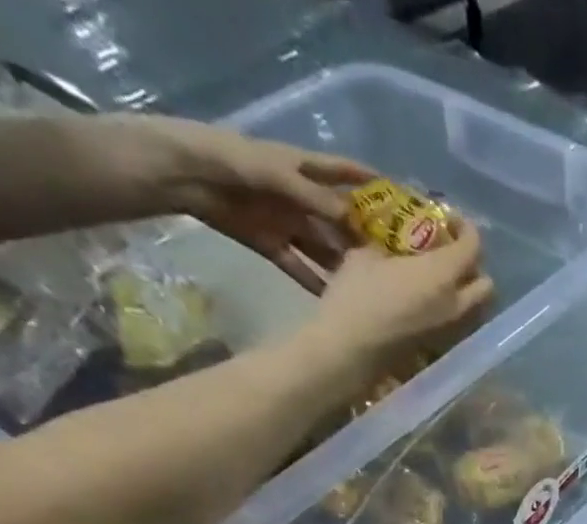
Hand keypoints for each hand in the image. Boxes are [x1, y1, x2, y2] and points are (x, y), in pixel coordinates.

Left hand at [126, 117, 373, 291]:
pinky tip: (338, 301)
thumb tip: (355, 221)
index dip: (372, 183)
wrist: (183, 174)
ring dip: (345, 267)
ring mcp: (288, 224)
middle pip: (340, 220)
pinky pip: (302, 268)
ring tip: (373, 289)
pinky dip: (317, 284)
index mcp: (304, 169)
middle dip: (366, 237)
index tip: (403, 200)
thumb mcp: (276, 174)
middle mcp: (301, 198)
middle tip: (397, 263)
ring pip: (325, 248)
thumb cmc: (229, 159)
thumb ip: (315, 197)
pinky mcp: (273, 246)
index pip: (345, 173)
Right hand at [301, 226, 494, 377]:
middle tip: (451, 253)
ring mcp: (452, 331)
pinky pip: (461, 324)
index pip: (473, 247)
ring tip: (443, 279)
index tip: (451, 220)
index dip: (467, 229)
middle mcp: (457, 305)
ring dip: (468, 292)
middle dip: (475, 266)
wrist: (351, 349)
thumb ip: (391, 247)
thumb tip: (395, 246)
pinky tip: (433, 302)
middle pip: (486, 285)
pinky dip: (456, 310)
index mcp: (443, 275)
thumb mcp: (368, 256)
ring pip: (478, 309)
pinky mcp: (442, 347)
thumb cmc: (357, 296)